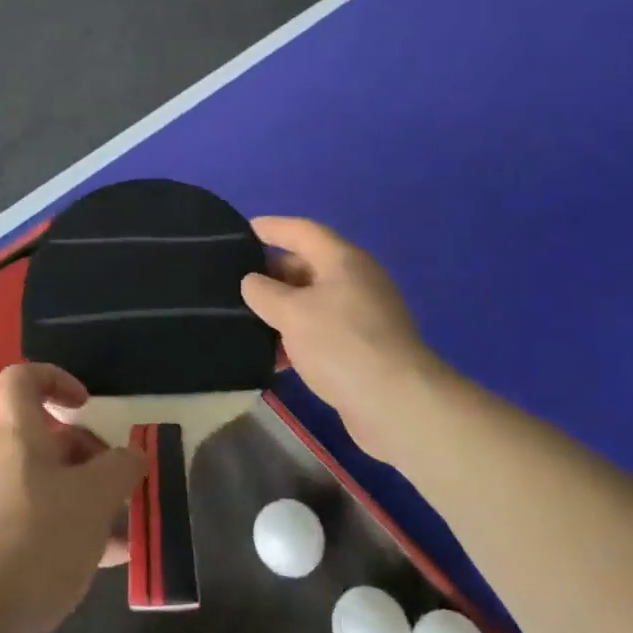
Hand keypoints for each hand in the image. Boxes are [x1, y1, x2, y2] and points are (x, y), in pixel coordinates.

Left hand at [0, 364, 144, 632]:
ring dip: (96, 499)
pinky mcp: (10, 552)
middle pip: (52, 440)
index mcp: (18, 437)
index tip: (87, 405)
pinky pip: (52, 528)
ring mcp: (6, 510)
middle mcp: (8, 466)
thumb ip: (121, 468)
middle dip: (94, 454)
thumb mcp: (93, 498)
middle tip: (127, 479)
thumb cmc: (36, 540)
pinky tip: (118, 558)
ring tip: (134, 520)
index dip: (55, 378)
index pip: (22, 380)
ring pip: (57, 487)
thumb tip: (134, 455)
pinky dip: (84, 535)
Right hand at [241, 216, 444, 459]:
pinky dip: (297, 337)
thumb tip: (252, 282)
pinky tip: (275, 357)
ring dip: (282, 310)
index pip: (302, 231)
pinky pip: (322, 330)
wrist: (396, 404)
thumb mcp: (291, 313)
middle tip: (236, 282)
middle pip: (307, 265)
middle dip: (272, 273)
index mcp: (342, 260)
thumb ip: (264, 292)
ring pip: (312, 301)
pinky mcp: (363, 348)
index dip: (272, 228)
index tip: (243, 230)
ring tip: (247, 321)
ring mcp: (363, 315)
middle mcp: (356, 280)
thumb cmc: (340, 344)